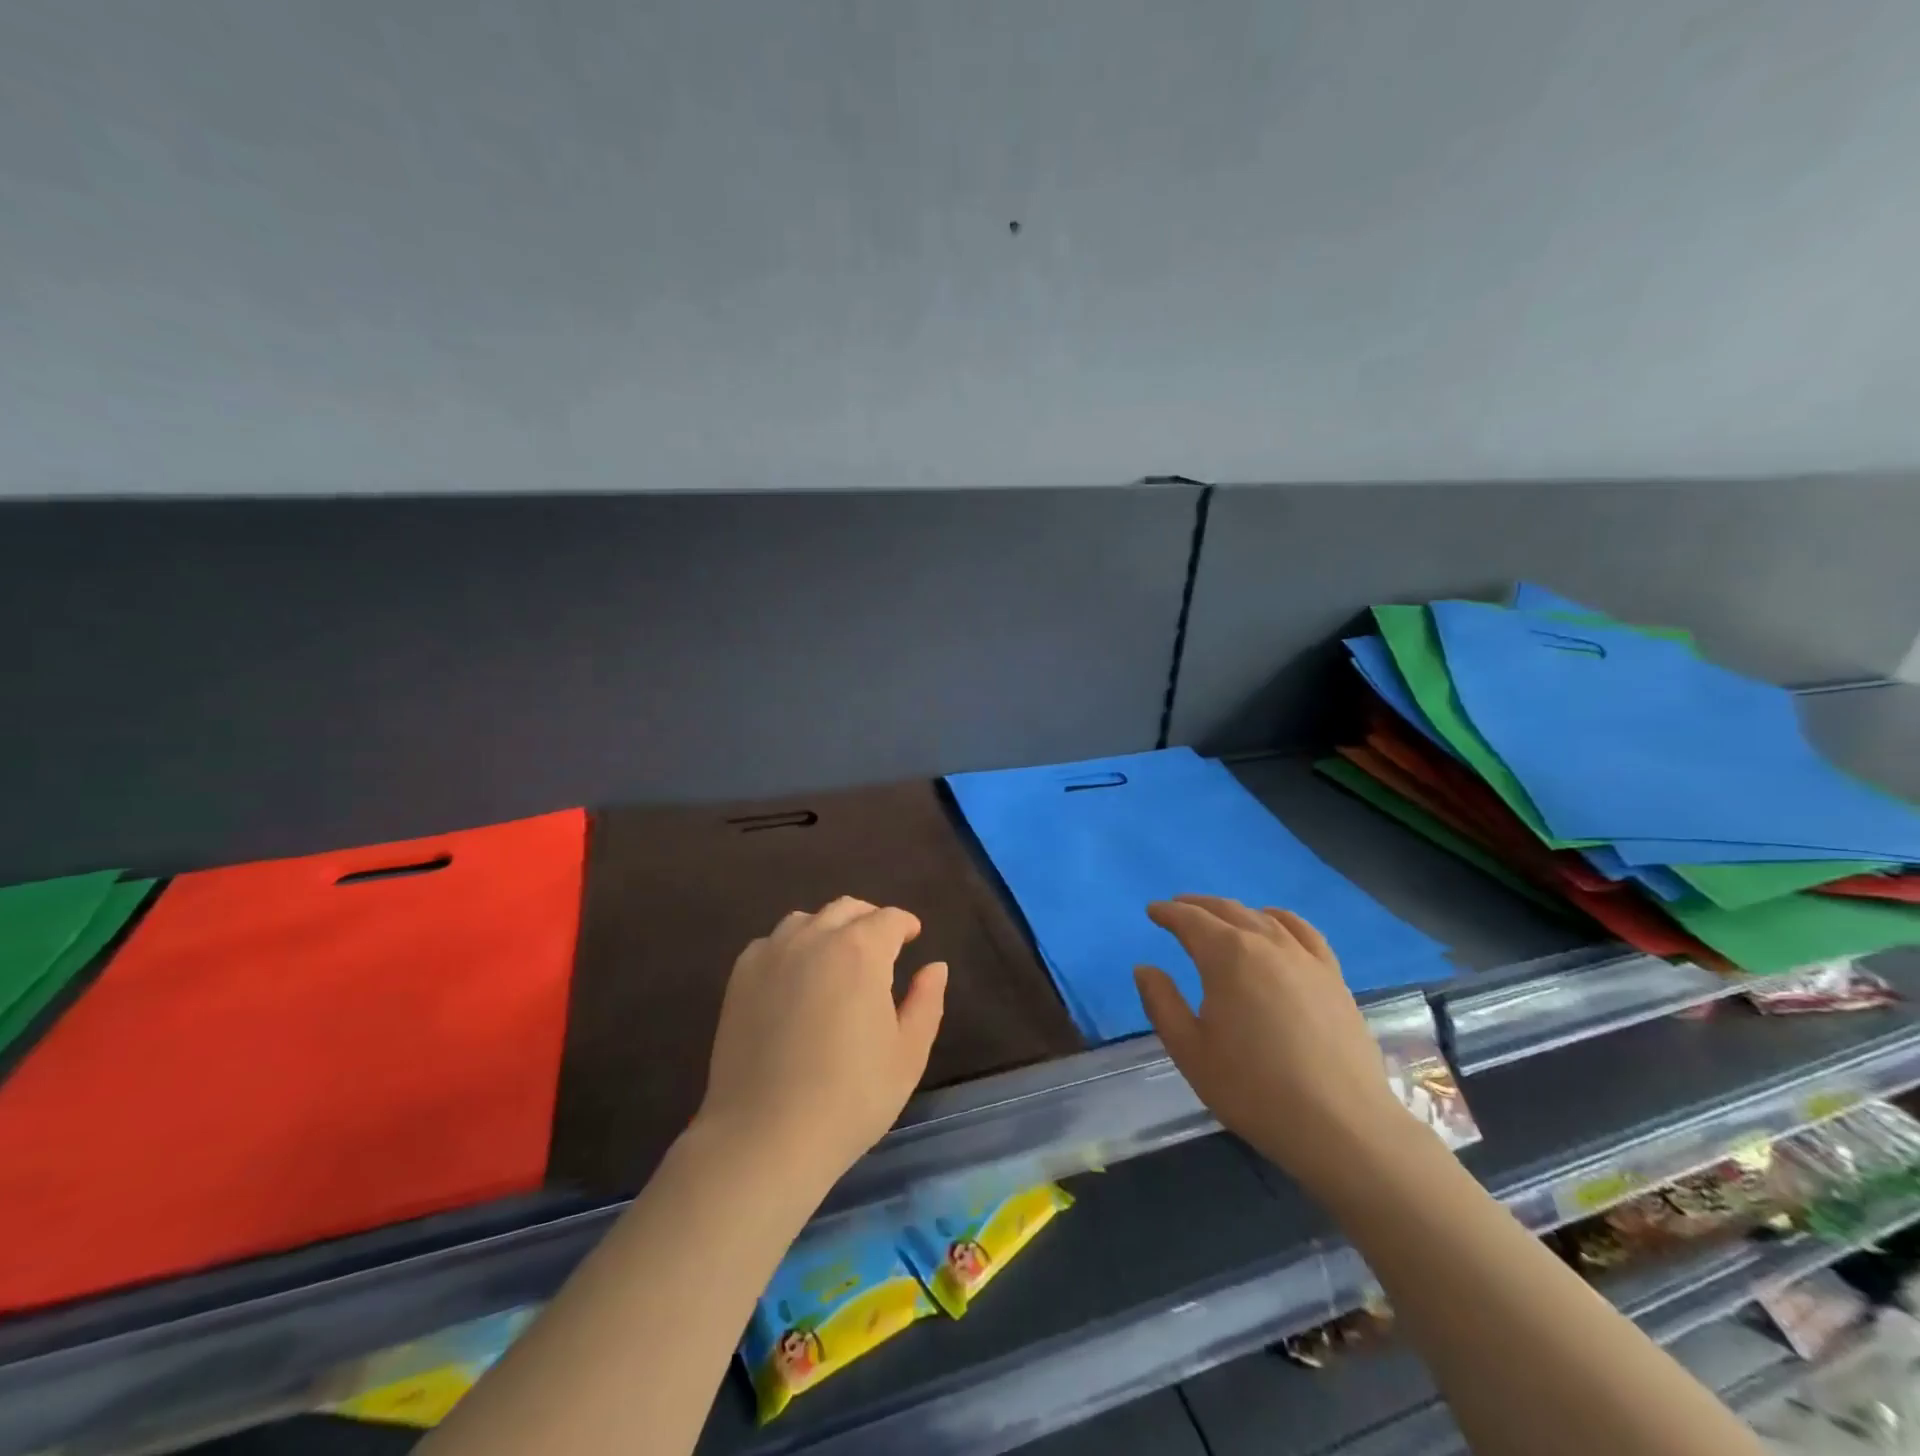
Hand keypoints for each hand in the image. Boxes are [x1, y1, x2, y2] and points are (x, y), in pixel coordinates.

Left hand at [696, 897, 947, 1190]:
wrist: (765, 1136)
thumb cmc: (850, 1097)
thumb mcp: (908, 1054)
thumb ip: (926, 1001)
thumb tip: (934, 966)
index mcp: (861, 951)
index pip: (889, 919)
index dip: (905, 924)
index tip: (912, 937)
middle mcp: (815, 938)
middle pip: (847, 909)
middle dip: (870, 919)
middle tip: (881, 945)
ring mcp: (772, 954)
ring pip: (806, 920)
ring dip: (829, 928)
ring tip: (837, 958)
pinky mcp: (741, 977)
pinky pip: (772, 943)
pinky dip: (791, 947)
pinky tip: (795, 978)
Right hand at [1134, 895, 1420, 1197]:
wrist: (1342, 1127)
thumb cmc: (1254, 1089)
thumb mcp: (1190, 1051)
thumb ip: (1162, 1003)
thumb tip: (1145, 968)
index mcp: (1226, 956)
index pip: (1190, 921)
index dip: (1168, 913)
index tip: (1152, 911)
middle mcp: (1266, 943)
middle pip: (1227, 910)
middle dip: (1197, 906)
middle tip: (1178, 909)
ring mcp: (1305, 958)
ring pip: (1263, 917)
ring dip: (1235, 911)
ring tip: (1220, 918)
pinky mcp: (1333, 977)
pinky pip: (1303, 932)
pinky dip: (1280, 919)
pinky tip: (1275, 925)